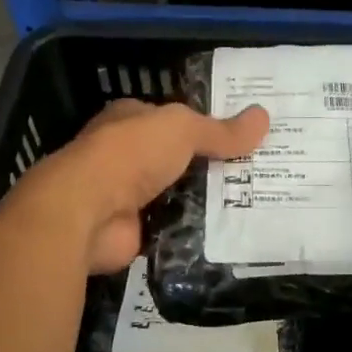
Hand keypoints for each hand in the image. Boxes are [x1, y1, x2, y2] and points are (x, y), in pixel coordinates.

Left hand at [26, 100, 269, 274]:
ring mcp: (129, 196)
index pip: (173, 119)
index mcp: (130, 120)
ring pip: (179, 195)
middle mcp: (127, 155)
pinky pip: (175, 229)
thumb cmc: (130, 154)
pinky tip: (231, 233)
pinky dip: (196, 232)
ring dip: (207, 201)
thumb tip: (263, 118)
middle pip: (178, 159)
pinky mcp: (134, 232)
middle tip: (261, 172)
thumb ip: (220, 129)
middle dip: (213, 166)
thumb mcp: (182, 129)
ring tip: (256, 203)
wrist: (87, 213)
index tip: (245, 136)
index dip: (206, 125)